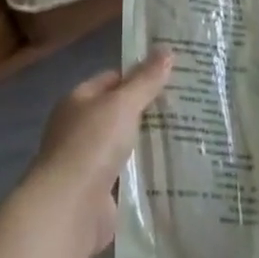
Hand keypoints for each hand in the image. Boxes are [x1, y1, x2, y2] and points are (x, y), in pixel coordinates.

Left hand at [26, 49, 173, 257]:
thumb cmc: (92, 145)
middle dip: (149, 111)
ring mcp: (88, 163)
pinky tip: (173, 170)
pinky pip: (128, 176)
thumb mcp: (122, 104)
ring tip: (188, 136)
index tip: (173, 76)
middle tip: (188, 105)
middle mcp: (80, 129)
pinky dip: (145, 174)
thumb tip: (167, 49)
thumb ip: (145, 80)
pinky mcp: (100, 194)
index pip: (112, 79)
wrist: (69, 208)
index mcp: (79, 101)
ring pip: (125, 145)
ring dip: (148, 144)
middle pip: (119, 113)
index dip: (140, 76)